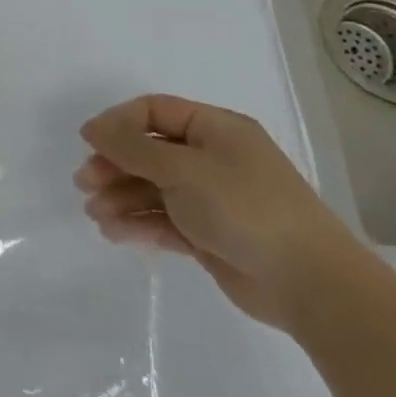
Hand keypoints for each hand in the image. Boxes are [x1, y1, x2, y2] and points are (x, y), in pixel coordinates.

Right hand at [75, 94, 368, 330]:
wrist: (310, 285)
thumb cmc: (245, 209)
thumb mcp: (182, 168)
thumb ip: (131, 146)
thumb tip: (92, 128)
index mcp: (217, 130)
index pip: (154, 111)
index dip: (117, 123)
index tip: (88, 143)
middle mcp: (213, 159)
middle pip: (148, 151)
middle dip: (113, 165)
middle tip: (85, 183)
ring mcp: (211, 198)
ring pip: (152, 188)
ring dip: (120, 197)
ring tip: (95, 214)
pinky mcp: (209, 234)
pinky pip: (163, 219)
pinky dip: (137, 223)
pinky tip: (113, 232)